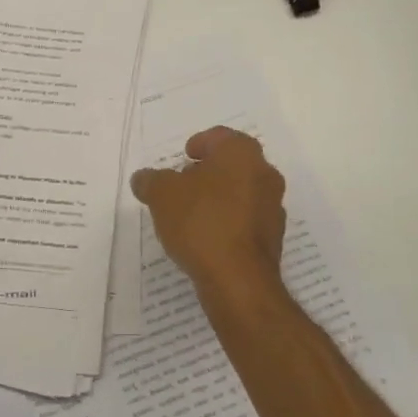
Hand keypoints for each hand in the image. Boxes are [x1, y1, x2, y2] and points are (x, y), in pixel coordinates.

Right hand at [130, 127, 286, 291]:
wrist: (238, 280)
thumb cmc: (201, 222)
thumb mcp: (161, 194)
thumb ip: (151, 180)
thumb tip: (144, 178)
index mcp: (242, 153)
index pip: (220, 136)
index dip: (200, 143)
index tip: (184, 156)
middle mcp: (265, 174)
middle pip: (234, 164)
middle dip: (209, 171)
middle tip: (184, 183)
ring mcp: (273, 207)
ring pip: (242, 192)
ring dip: (220, 197)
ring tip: (192, 213)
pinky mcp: (273, 238)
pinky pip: (246, 220)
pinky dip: (228, 221)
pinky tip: (207, 237)